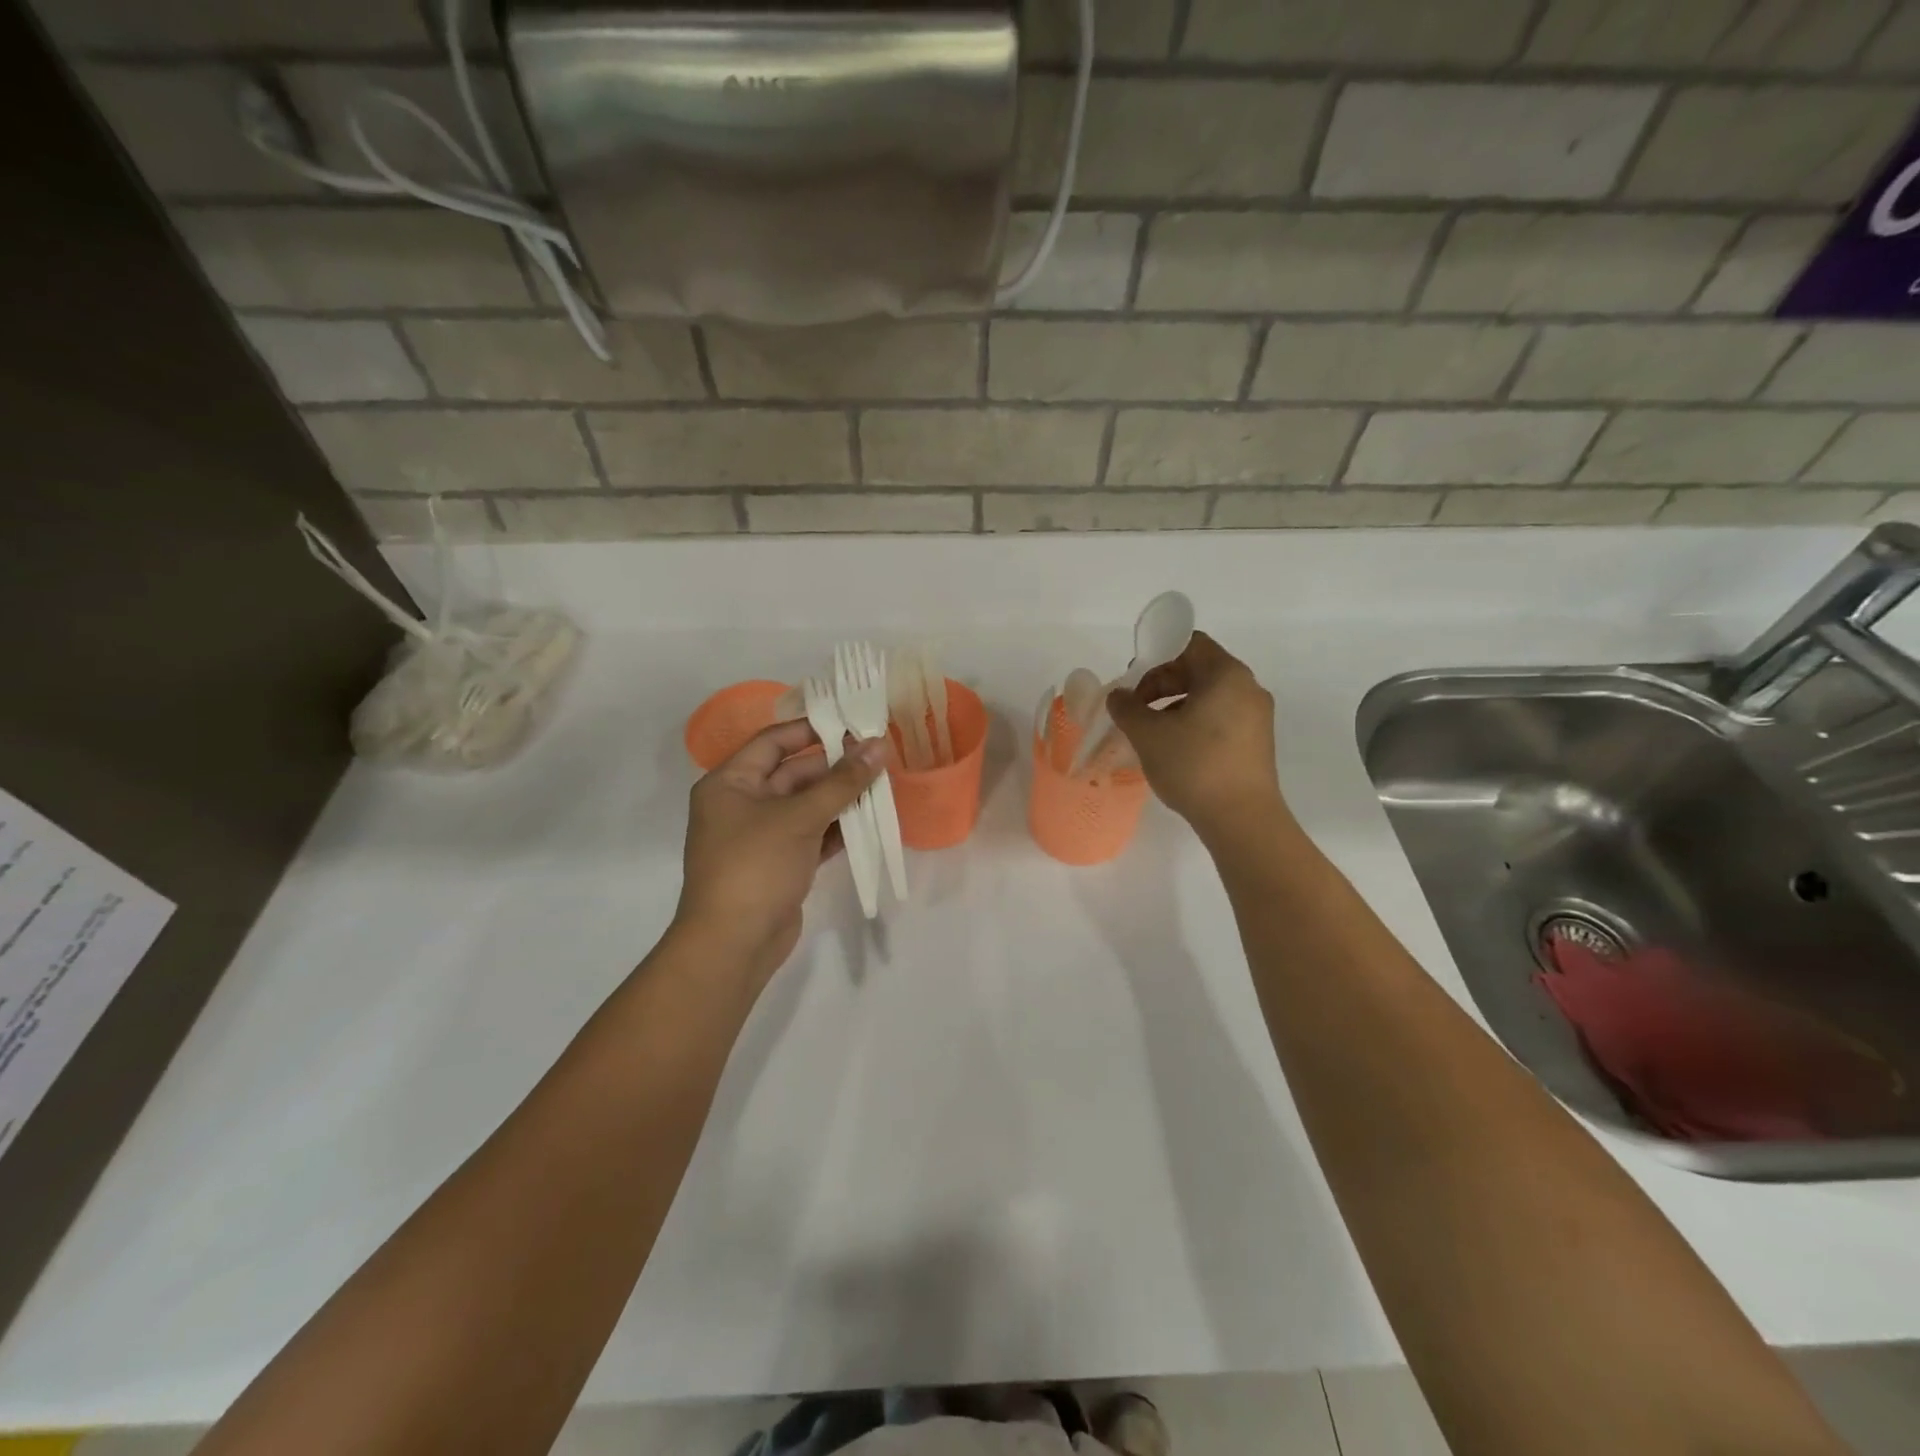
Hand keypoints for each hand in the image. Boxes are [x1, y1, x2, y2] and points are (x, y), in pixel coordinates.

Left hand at [674, 719, 885, 990]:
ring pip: (806, 805)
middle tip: (878, 757)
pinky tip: (869, 821)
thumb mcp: (800, 817)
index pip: (773, 742)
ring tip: (882, 785)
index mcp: (730, 783)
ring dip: (840, 797)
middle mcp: (741, 804)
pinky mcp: (779, 863)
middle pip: (793, 773)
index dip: (812, 730)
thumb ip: (842, 781)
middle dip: (835, 766)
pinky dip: (837, 828)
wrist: (733, 944)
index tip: (853, 723)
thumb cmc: (756, 866)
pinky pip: (811, 834)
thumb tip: (878, 746)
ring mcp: (761, 836)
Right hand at [1106, 631, 1286, 842]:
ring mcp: (1256, 716)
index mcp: (1226, 674)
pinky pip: (1220, 718)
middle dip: (1162, 684)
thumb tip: (1118, 696)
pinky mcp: (1256, 742)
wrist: (1242, 819)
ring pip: (1208, 696)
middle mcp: (1247, 688)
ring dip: (1175, 706)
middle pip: (1199, 669)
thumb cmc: (1194, 766)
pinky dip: (1194, 723)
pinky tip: (1175, 750)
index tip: (1134, 684)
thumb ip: (1127, 708)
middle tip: (1135, 709)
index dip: (1157, 657)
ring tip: (1151, 733)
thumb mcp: (1148, 734)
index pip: (1190, 644)